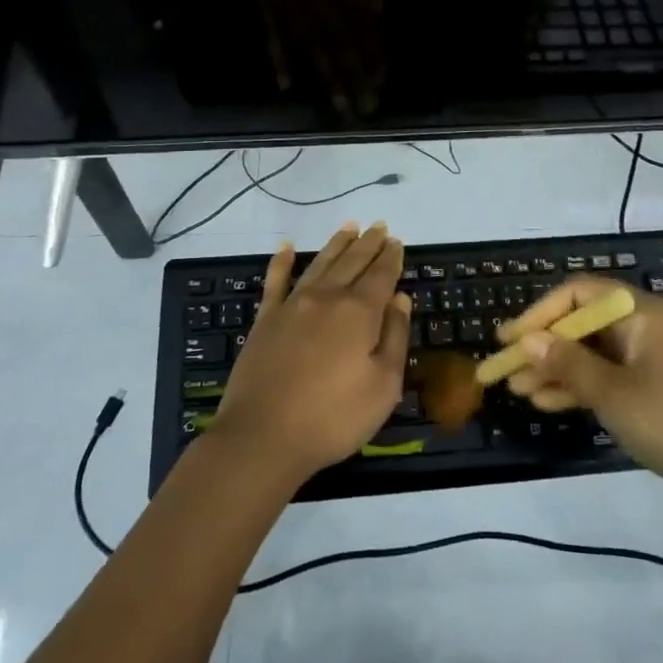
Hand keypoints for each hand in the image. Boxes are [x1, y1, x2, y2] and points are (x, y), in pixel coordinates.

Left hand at [210, 223, 410, 487]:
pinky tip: (286, 247)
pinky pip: (275, 280)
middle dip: (368, 244)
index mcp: (359, 312)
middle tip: (378, 226)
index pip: (381, 275)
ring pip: (320, 264)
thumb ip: (395, 337)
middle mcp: (327, 297)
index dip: (391, 257)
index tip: (397, 241)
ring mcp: (293, 305)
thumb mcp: (383, 386)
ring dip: (336, 244)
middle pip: (352, 262)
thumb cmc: (333, 417)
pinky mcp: (266, 319)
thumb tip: (400, 298)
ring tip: (349, 227)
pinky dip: (281, 261)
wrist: (263, 436)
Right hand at [498, 277, 662, 514]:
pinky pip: (612, 377)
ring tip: (520, 391)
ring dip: (559, 370)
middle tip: (506, 370)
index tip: (508, 339)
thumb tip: (527, 340)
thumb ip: (568, 364)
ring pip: (596, 354)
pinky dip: (583, 388)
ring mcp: (656, 358)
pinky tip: (549, 405)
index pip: (579, 294)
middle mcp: (648, 326)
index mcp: (643, 313)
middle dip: (544, 347)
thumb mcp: (615, 395)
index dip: (539, 313)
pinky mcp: (661, 388)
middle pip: (585, 325)